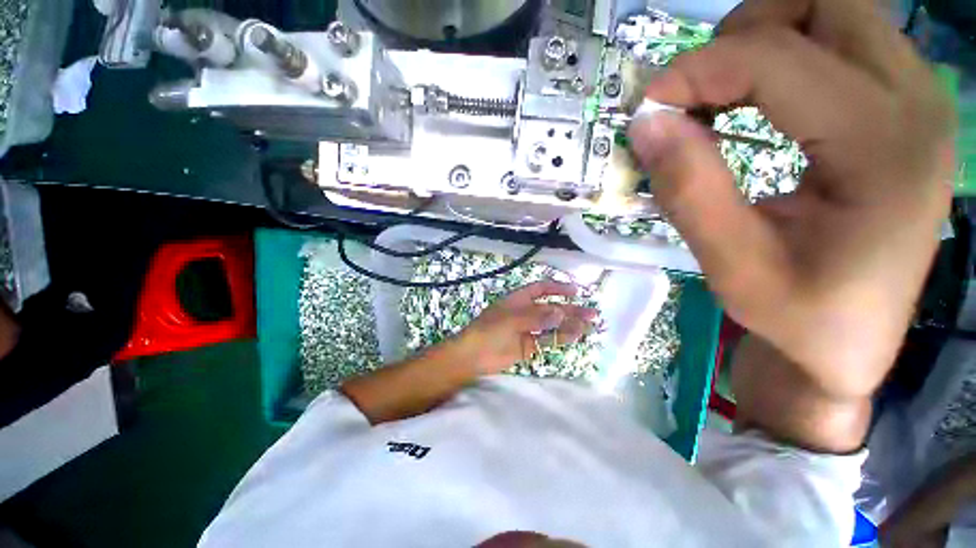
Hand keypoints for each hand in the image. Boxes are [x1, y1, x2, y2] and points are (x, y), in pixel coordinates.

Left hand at [458, 281, 598, 373]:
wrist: (474, 356)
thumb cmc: (489, 330)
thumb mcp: (512, 319)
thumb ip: (536, 317)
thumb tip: (561, 312)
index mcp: (519, 300)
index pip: (541, 289)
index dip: (558, 288)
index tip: (576, 291)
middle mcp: (526, 312)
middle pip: (551, 308)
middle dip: (571, 309)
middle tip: (592, 313)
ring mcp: (528, 329)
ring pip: (553, 325)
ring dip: (570, 324)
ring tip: (589, 325)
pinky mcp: (529, 346)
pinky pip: (548, 340)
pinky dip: (561, 337)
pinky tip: (576, 336)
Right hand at [627, 0, 954, 400]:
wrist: (849, 343)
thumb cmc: (797, 318)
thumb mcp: (732, 266)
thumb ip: (689, 189)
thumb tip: (646, 123)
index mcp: (886, 147)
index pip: (777, 58)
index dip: (697, 71)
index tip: (646, 109)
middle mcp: (916, 102)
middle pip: (825, 2)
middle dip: (744, 33)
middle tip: (697, 91)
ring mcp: (917, 99)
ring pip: (834, 11)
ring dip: (764, 39)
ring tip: (720, 98)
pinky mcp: (903, 108)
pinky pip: (842, 42)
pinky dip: (785, 55)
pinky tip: (756, 104)